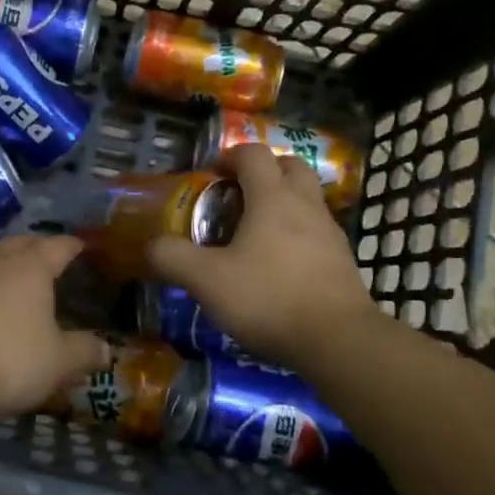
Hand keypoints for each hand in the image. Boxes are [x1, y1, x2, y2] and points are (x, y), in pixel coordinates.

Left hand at [0, 234, 108, 429]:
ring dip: (7, 266)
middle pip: (22, 243)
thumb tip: (106, 348)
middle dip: (40, 249)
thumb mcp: (56, 364)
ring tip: (19, 283)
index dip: (75, 246)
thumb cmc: (2, 360)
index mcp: (31, 266)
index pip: (60, 245)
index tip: (85, 248)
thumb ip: (84, 352)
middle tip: (53, 261)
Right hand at [148, 144, 383, 371]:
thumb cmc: (269, 298)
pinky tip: (279, 263)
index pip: (253, 154)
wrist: (338, 340)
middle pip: (290, 165)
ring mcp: (329, 232)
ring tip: (256, 231)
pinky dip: (298, 232)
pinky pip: (317, 230)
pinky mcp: (342, 260)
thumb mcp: (207, 281)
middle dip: (264, 170)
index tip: (211, 174)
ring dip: (283, 201)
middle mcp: (305, 204)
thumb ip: (173, 258)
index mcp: (272, 197)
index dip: (230, 156)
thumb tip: (152, 246)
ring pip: (307, 197)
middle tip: (239, 193)